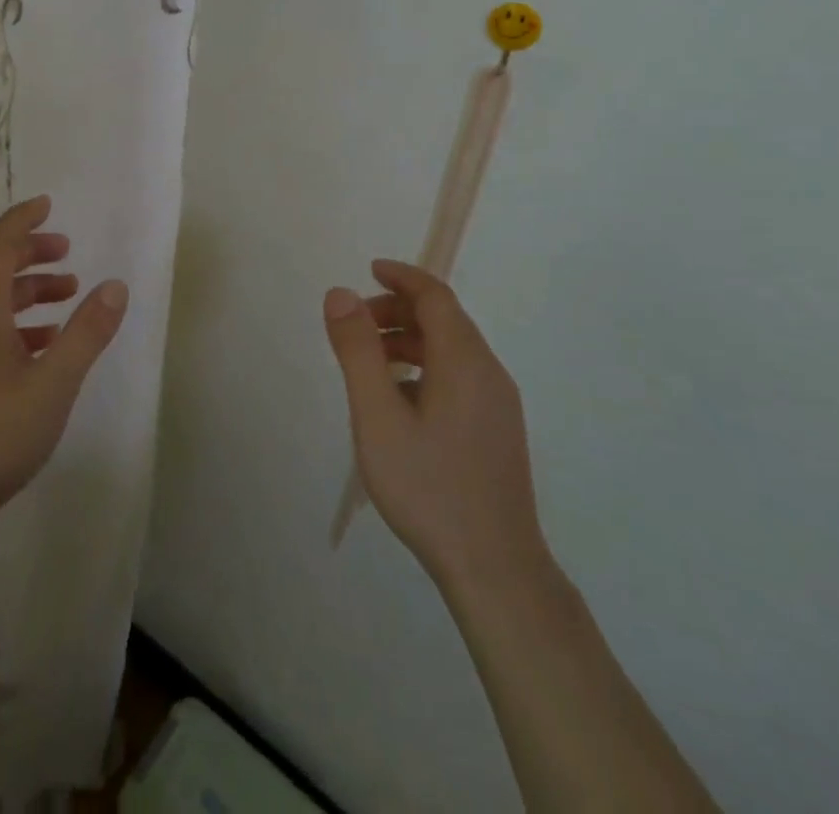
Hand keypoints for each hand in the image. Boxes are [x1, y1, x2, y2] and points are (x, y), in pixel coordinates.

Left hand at [0, 195, 127, 546]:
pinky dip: (21, 324)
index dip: (22, 220)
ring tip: (68, 296)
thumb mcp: (53, 382)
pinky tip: (46, 345)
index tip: (48, 204)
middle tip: (67, 252)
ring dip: (29, 290)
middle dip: (31, 253)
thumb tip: (115, 285)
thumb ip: (87, 333)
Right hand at [324, 260, 548, 601]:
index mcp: (465, 361)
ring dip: (408, 339)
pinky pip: (458, 376)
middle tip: (354, 326)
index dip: (401, 277)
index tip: (368, 270)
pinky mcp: (496, 430)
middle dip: (397, 310)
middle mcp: (489, 373)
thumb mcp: (377, 415)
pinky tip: (397, 401)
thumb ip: (357, 351)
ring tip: (368, 362)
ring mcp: (498, 404)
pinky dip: (424, 366)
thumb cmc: (429, 486)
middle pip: (444, 320)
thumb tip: (340, 293)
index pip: (435, 296)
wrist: (494, 569)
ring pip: (451, 350)